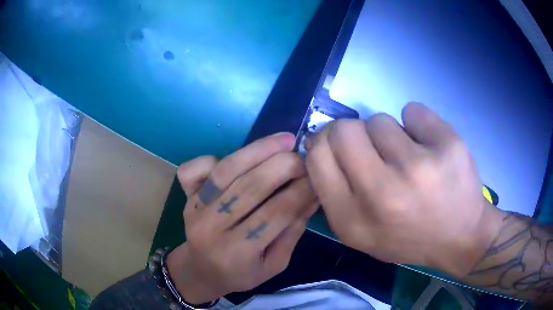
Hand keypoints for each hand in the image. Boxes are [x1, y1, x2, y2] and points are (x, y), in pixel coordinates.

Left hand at [167, 133, 318, 303]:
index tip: (318, 175)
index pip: (275, 214)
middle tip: (302, 155)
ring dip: (257, 151)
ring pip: (225, 172)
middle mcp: (212, 229)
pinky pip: (194, 169)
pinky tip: (241, 156)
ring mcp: (194, 210)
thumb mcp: (274, 264)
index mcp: (238, 253)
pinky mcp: (185, 198)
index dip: (300, 191)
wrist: (200, 271)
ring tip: (283, 140)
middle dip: (283, 166)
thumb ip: (292, 233)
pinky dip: (214, 158)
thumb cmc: (240, 274)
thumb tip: (313, 195)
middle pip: (250, 188)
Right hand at [305, 103, 503, 277]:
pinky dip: (417, 123)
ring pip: (380, 120)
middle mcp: (382, 193)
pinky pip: (413, 110)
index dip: (324, 143)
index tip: (340, 147)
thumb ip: (334, 192)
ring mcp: (418, 167)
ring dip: (389, 134)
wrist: (460, 236)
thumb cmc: (408, 237)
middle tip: (375, 150)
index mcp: (353, 219)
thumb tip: (319, 142)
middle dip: (354, 134)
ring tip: (409, 157)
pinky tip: (429, 146)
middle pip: (344, 129)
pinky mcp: (447, 145)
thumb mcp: (361, 233)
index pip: (317, 156)